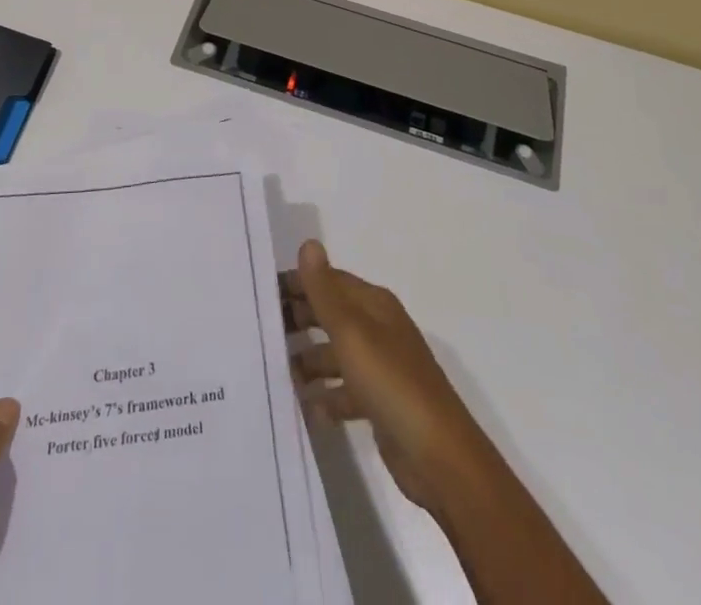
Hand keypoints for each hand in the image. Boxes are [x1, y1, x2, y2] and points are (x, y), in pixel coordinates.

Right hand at [282, 239, 489, 512]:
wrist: (439, 457)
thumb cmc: (392, 383)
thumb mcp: (352, 333)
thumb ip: (325, 291)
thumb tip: (308, 243)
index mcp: (374, 305)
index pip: (329, 281)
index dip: (298, 283)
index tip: (262, 293)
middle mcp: (378, 330)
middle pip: (331, 315)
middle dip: (299, 320)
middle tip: (260, 331)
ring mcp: (380, 368)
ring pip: (335, 355)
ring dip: (308, 361)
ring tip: (276, 372)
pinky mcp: (380, 404)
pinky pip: (344, 392)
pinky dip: (325, 397)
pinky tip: (305, 409)